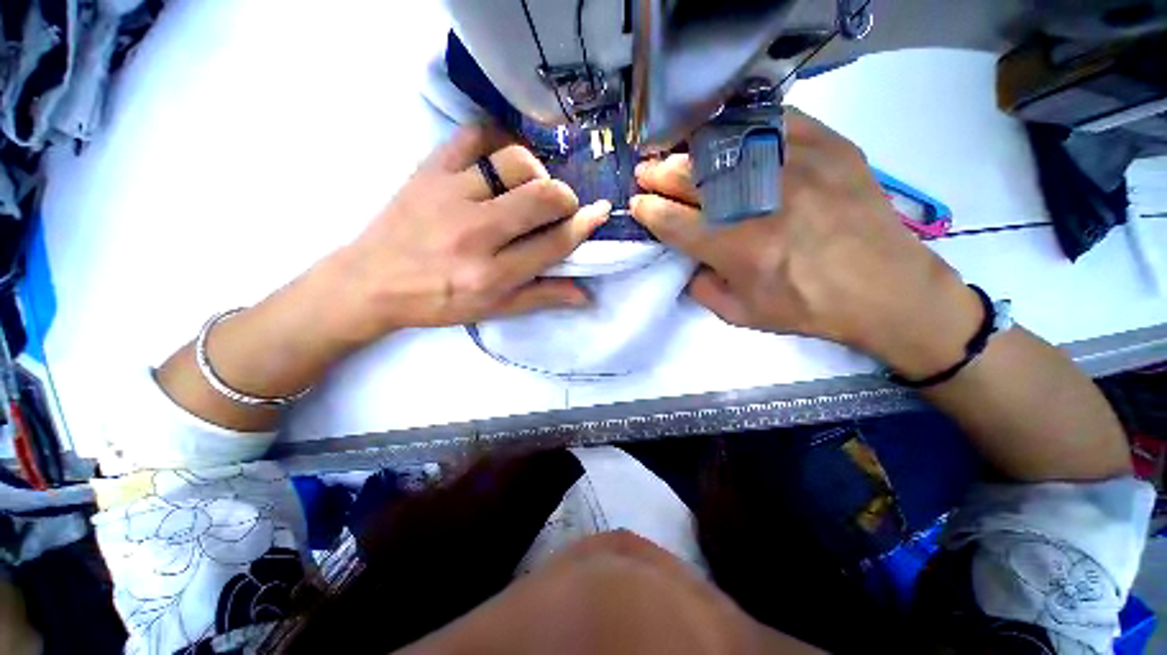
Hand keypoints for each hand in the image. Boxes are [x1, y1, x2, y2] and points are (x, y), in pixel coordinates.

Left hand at [325, 124, 609, 346]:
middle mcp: (476, 233)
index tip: (598, 214)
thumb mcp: (494, 309)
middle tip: (560, 207)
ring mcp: (450, 194)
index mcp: (493, 274)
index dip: (584, 226)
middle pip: (542, 197)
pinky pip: (474, 135)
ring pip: (515, 162)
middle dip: (565, 199)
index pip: (555, 243)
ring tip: (530, 187)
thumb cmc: (439, 302)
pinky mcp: (429, 169)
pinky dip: (498, 140)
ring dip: (536, 172)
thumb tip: (585, 295)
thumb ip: (542, 297)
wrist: (372, 282)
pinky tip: (502, 159)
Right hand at [631, 110, 980, 377]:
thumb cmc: (807, 307)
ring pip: (724, 144)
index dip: (647, 211)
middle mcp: (756, 201)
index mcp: (733, 246)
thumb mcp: (740, 315)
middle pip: (689, 177)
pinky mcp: (827, 146)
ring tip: (676, 152)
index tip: (636, 205)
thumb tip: (687, 261)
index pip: (672, 221)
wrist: (885, 288)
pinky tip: (727, 135)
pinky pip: (773, 121)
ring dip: (689, 149)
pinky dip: (742, 125)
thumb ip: (701, 289)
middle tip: (645, 173)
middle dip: (657, 174)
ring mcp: (794, 166)